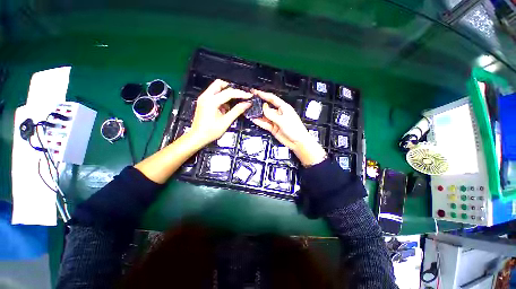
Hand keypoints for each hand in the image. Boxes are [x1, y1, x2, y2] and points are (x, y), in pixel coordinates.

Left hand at [188, 79, 251, 146]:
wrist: (197, 137)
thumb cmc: (211, 131)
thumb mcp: (226, 121)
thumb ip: (237, 111)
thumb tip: (247, 104)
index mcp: (211, 101)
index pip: (228, 92)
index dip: (240, 93)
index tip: (249, 95)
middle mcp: (205, 96)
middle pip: (219, 84)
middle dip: (231, 87)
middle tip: (240, 94)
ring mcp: (203, 98)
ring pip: (216, 88)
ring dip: (226, 92)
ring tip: (235, 100)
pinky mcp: (203, 102)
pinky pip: (214, 94)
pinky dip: (222, 97)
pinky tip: (227, 106)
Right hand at [251, 90, 326, 166]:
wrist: (298, 142)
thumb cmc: (295, 130)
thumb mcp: (283, 120)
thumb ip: (272, 114)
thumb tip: (264, 107)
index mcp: (284, 108)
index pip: (272, 99)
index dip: (264, 95)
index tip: (256, 92)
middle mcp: (279, 114)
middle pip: (267, 108)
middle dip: (259, 106)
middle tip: (251, 104)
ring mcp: (275, 121)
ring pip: (265, 116)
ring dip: (258, 114)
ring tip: (250, 112)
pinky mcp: (273, 128)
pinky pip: (265, 124)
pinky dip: (259, 122)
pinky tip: (254, 119)